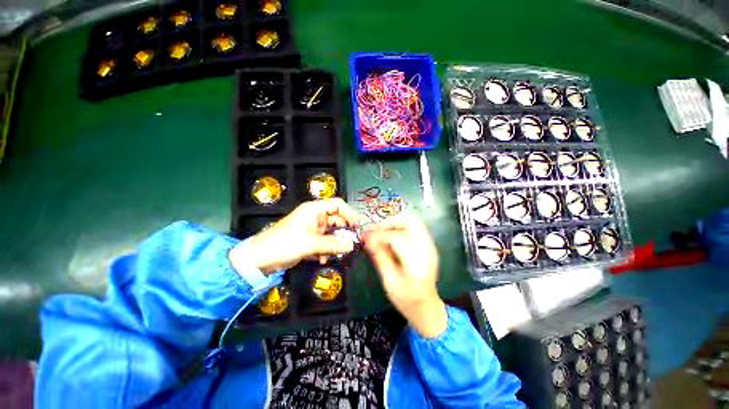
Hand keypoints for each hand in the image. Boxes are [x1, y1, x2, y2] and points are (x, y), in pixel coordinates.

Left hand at [230, 198, 358, 273]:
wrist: (260, 259)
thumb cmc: (284, 244)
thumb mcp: (310, 244)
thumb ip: (333, 245)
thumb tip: (352, 245)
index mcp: (314, 210)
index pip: (338, 205)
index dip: (349, 213)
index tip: (356, 227)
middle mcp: (315, 217)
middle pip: (337, 220)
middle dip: (344, 233)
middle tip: (350, 245)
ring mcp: (313, 229)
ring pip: (332, 233)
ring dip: (335, 244)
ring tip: (336, 255)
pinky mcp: (310, 240)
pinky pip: (325, 242)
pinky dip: (327, 250)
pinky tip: (323, 259)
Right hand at [363, 215, 446, 337]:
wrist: (427, 308)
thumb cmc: (407, 300)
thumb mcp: (389, 282)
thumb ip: (380, 257)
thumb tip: (368, 239)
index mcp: (417, 263)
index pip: (397, 239)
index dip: (379, 235)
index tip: (365, 235)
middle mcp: (428, 250)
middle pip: (411, 222)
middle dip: (390, 222)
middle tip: (375, 229)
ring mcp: (430, 247)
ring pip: (413, 222)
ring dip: (395, 223)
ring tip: (381, 232)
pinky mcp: (428, 246)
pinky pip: (414, 229)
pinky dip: (400, 228)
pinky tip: (390, 237)